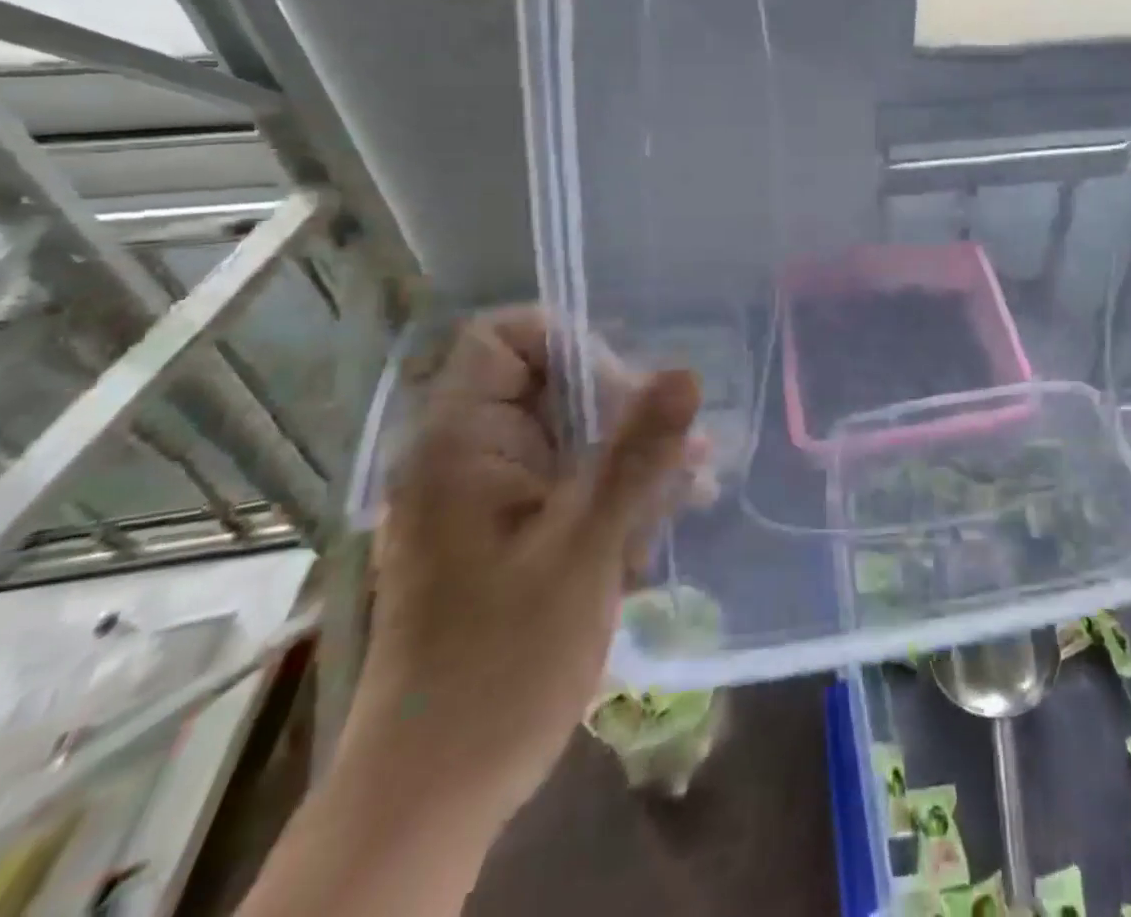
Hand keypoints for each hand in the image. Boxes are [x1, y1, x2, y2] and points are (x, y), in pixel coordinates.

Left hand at [336, 307, 701, 830]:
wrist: (437, 791)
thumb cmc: (502, 662)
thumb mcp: (584, 548)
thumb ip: (636, 454)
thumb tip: (685, 371)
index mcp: (461, 445)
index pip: (503, 339)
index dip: (569, 343)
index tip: (627, 388)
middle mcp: (469, 458)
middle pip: (550, 384)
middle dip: (621, 406)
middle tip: (677, 447)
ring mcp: (491, 497)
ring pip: (571, 435)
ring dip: (632, 452)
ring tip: (693, 481)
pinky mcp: (512, 533)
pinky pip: (572, 480)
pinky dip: (618, 489)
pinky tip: (669, 513)